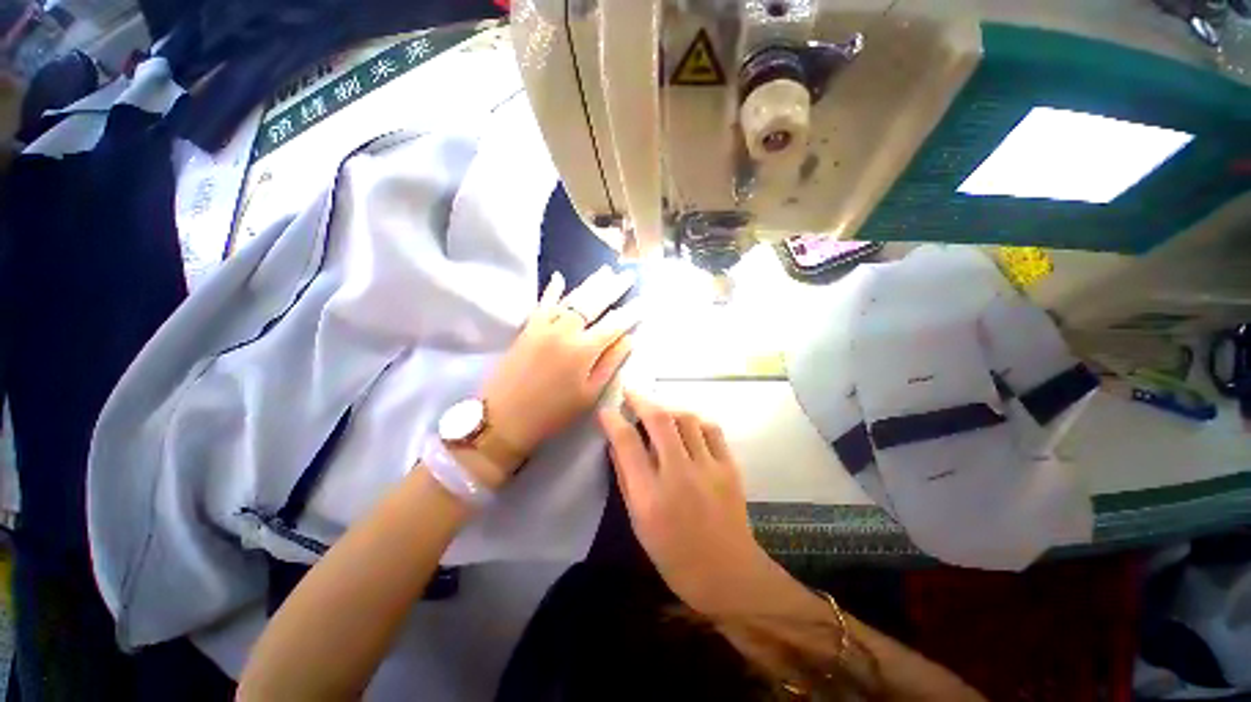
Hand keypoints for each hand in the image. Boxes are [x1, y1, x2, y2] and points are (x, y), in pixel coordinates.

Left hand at [484, 266, 638, 463]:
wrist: (503, 417)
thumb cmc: (553, 413)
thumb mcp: (589, 395)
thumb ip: (610, 364)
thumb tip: (629, 339)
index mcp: (583, 350)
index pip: (615, 325)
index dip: (632, 313)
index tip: (645, 301)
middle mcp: (565, 331)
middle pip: (593, 303)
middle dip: (613, 288)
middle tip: (627, 276)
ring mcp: (544, 326)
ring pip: (571, 299)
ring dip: (590, 284)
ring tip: (605, 271)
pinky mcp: (527, 328)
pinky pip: (542, 303)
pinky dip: (552, 290)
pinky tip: (559, 277)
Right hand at [598, 392, 788, 615]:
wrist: (728, 574)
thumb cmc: (674, 555)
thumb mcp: (639, 523)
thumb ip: (626, 479)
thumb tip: (616, 444)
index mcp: (651, 496)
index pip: (627, 443)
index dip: (613, 420)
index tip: (606, 410)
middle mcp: (679, 475)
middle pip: (659, 420)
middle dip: (641, 400)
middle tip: (630, 393)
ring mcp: (709, 468)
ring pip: (686, 418)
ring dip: (668, 408)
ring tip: (659, 411)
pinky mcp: (729, 467)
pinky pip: (711, 429)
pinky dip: (695, 421)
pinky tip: (687, 426)